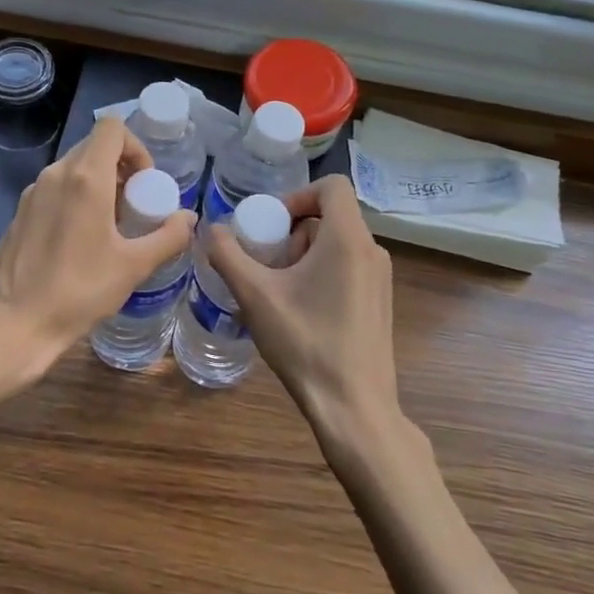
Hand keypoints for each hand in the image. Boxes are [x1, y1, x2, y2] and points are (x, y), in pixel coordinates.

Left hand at [0, 116, 195, 389]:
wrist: (11, 324)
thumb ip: (168, 237)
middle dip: (121, 167)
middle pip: (94, 146)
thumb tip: (188, 219)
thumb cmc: (77, 291)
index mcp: (85, 178)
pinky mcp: (20, 212)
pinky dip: (76, 198)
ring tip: (111, 227)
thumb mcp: (133, 267)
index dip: (136, 147)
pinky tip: (81, 241)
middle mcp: (56, 174)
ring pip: (74, 168)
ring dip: (99, 183)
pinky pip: (56, 188)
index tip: (145, 183)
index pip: (112, 127)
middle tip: (134, 206)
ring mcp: (33, 192)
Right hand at [205, 174, 398, 442]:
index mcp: (348, 239)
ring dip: (303, 256)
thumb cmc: (305, 343)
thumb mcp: (255, 295)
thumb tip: (213, 230)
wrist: (354, 408)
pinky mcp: (380, 303)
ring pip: (337, 244)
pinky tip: (299, 313)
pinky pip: (348, 268)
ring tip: (278, 293)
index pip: (332, 186)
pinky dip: (320, 275)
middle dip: (292, 234)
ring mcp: (381, 279)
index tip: (271, 225)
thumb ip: (228, 254)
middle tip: (267, 265)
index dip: (296, 196)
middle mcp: (372, 251)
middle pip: (329, 217)